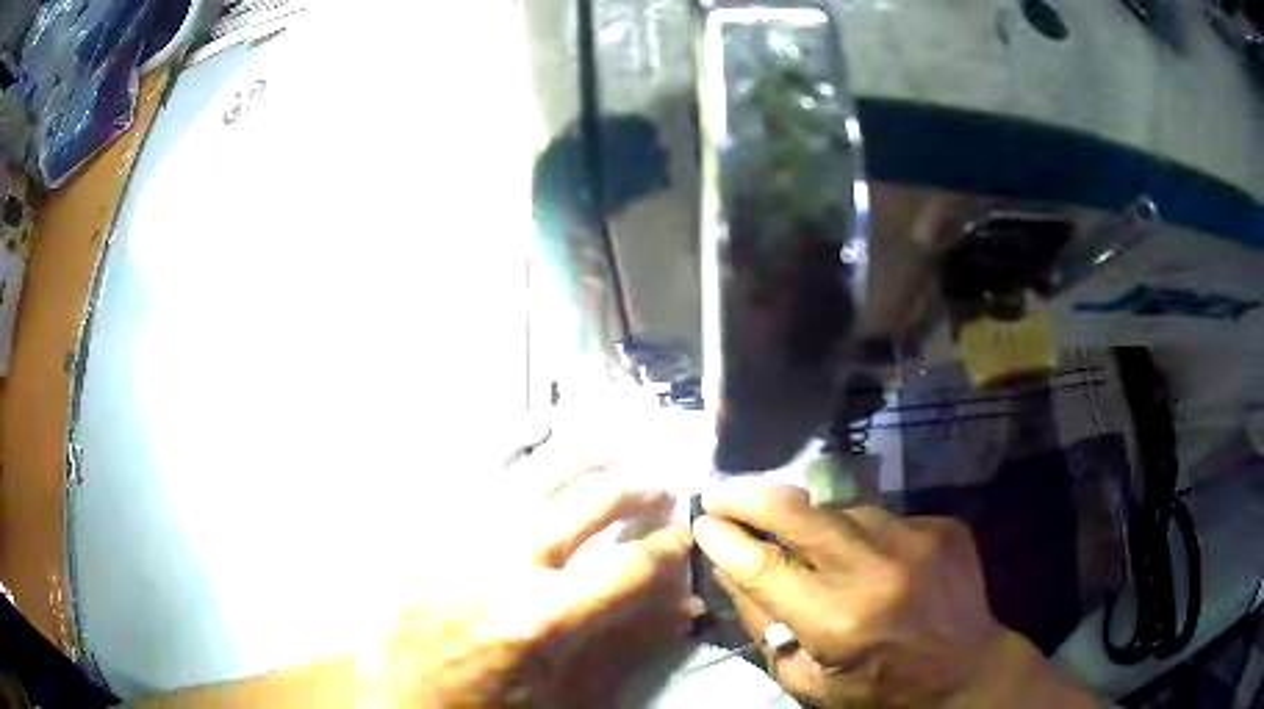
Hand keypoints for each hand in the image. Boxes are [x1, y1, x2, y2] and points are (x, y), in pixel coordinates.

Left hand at [369, 464, 698, 706]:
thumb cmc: (486, 702)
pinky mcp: (435, 524)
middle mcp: (501, 561)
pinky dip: (515, 437)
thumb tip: (683, 602)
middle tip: (663, 489)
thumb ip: (624, 640)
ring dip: (589, 456)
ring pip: (539, 469)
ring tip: (619, 453)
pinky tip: (540, 422)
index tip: (685, 535)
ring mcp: (462, 532)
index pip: (628, 567)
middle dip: (640, 489)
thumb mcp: (563, 687)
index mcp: (537, 617)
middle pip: (590, 500)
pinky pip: (477, 466)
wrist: (404, 697)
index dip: (669, 547)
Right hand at [693, 485, 1099, 707]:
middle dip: (752, 498)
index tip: (702, 522)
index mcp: (839, 623)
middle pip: (801, 516)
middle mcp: (879, 571)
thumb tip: (731, 572)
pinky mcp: (943, 527)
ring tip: (809, 542)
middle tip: (723, 491)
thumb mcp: (810, 683)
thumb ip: (765, 628)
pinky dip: (864, 535)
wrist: (967, 673)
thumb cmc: (880, 692)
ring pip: (844, 511)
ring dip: (815, 523)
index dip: (727, 541)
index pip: (765, 568)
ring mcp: (918, 541)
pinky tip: (873, 560)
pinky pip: (885, 518)